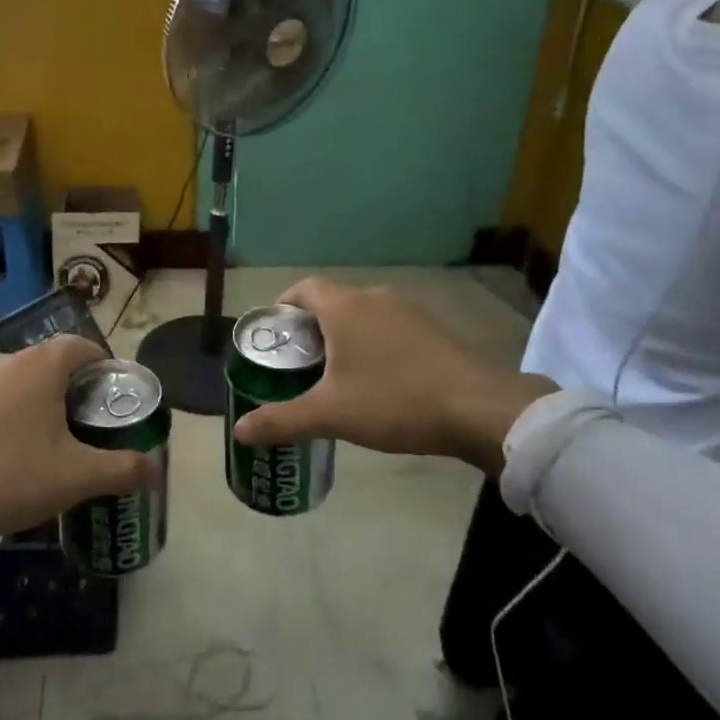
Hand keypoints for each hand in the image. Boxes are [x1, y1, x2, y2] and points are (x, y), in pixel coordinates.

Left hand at [0, 335, 160, 534]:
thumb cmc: (17, 474)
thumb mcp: (78, 476)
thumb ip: (122, 468)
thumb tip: (155, 468)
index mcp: (41, 365)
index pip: (81, 346)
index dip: (101, 364)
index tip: (111, 392)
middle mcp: (9, 360)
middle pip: (51, 360)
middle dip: (72, 383)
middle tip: (86, 418)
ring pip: (21, 377)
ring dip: (39, 395)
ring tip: (51, 433)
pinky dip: (10, 408)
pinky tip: (13, 444)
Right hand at [230, 278, 556, 473]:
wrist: (480, 408)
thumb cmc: (395, 402)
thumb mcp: (331, 415)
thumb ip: (282, 420)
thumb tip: (238, 430)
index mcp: (345, 307)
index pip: (303, 289)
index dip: (283, 306)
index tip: (275, 336)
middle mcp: (375, 298)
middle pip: (332, 302)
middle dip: (312, 329)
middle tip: (300, 365)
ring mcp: (409, 311)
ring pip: (363, 315)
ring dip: (346, 337)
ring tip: (337, 376)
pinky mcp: (434, 329)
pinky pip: (390, 327)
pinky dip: (375, 344)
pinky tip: (381, 380)